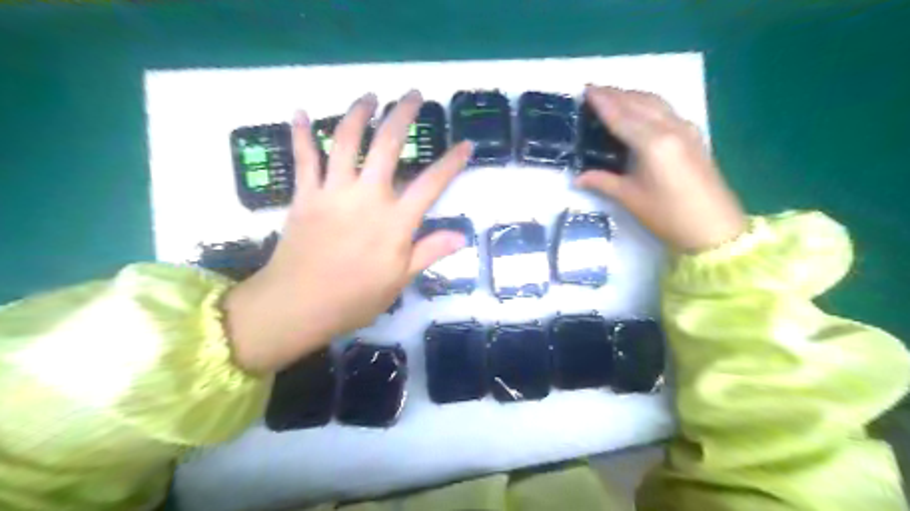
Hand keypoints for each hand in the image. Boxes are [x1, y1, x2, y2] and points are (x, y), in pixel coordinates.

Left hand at [223, 90, 472, 370]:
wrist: (298, 304)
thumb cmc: (354, 298)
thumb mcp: (399, 280)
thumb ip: (429, 252)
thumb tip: (461, 235)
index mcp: (395, 221)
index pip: (431, 184)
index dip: (451, 162)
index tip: (465, 144)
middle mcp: (367, 197)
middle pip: (388, 145)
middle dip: (402, 115)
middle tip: (412, 95)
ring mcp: (333, 192)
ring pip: (346, 140)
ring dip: (358, 113)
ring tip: (369, 96)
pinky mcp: (305, 195)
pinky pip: (303, 158)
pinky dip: (301, 133)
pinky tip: (301, 112)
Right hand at [574, 87, 746, 255]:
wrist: (714, 228)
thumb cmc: (668, 215)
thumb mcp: (631, 198)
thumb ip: (603, 182)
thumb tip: (577, 178)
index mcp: (652, 143)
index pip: (622, 116)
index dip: (603, 102)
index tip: (587, 90)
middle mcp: (670, 128)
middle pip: (639, 102)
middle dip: (616, 94)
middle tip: (593, 89)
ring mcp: (686, 130)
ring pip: (655, 102)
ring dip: (632, 95)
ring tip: (613, 95)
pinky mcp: (693, 136)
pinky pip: (666, 110)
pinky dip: (647, 104)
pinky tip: (640, 110)